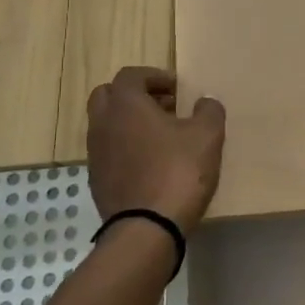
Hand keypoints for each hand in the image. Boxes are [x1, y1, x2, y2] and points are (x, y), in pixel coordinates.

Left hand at [85, 67, 224, 230]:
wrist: (147, 228)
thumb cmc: (178, 171)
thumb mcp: (208, 135)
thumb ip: (209, 110)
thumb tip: (205, 102)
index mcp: (126, 105)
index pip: (131, 75)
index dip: (155, 76)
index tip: (177, 88)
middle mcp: (103, 124)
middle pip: (108, 95)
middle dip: (134, 95)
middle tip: (163, 106)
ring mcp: (95, 154)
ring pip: (106, 124)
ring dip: (129, 122)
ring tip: (161, 136)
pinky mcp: (97, 180)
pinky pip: (109, 151)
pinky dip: (126, 147)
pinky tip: (151, 163)